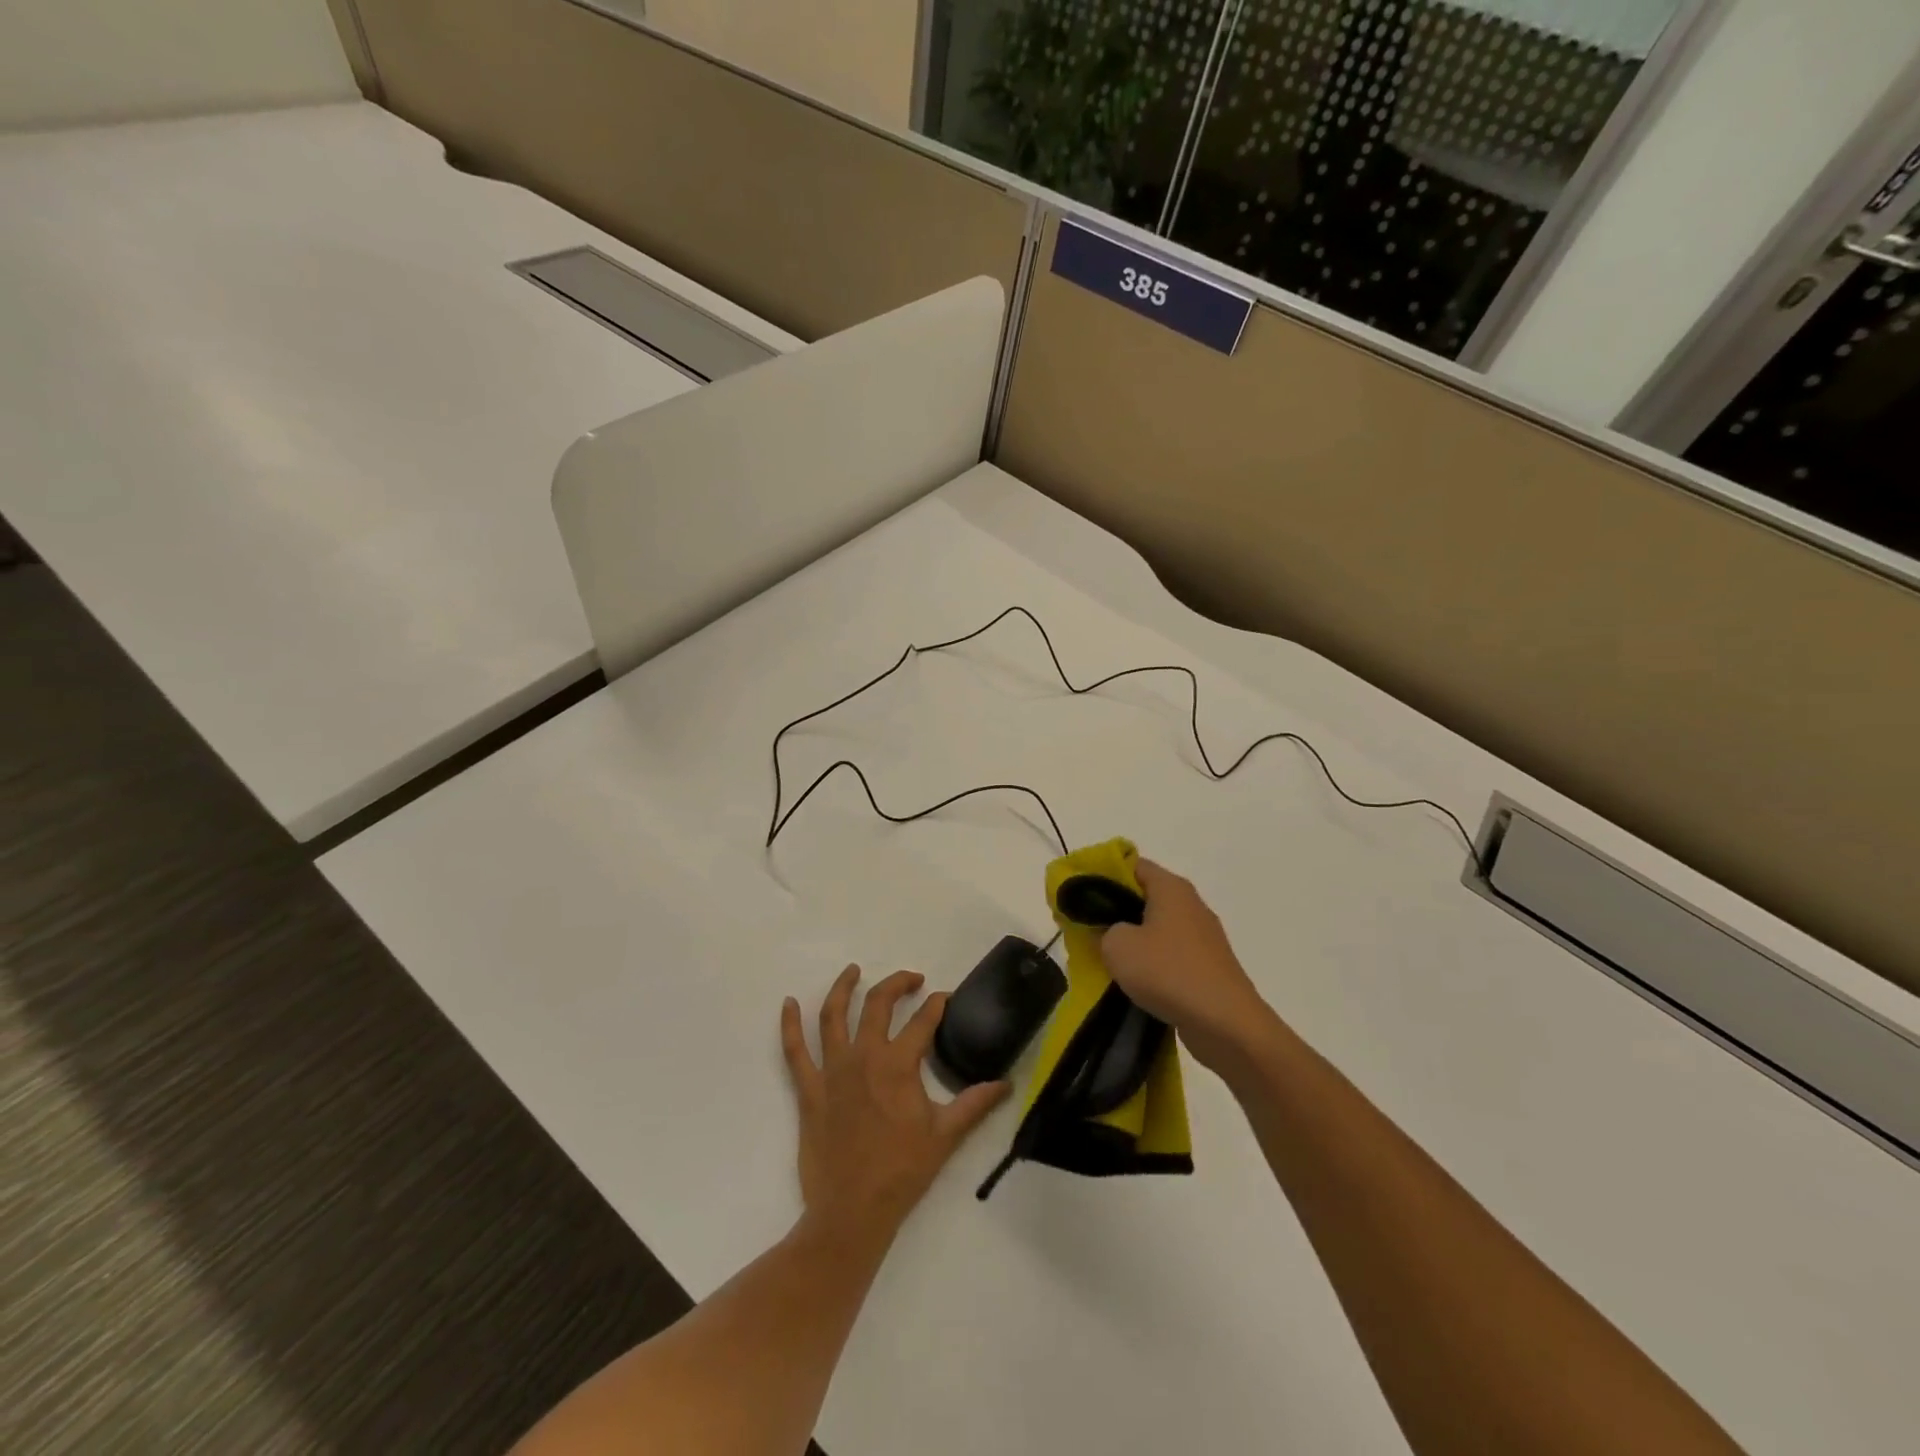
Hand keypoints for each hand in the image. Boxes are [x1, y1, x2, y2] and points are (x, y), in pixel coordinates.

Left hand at [781, 965, 1008, 1246]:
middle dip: (897, 983)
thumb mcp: (945, 1136)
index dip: (937, 1005)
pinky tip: (788, 1003)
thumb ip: (975, 1104)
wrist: (852, 1212)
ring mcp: (832, 1071)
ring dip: (843, 987)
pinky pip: (794, 1051)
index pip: (923, 1021)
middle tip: (912, 979)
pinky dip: (789, 1025)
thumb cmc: (902, 1172)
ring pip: (833, 1015)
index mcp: (898, 1065)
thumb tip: (1006, 1084)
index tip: (945, 999)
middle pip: (878, 1004)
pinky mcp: (809, 1090)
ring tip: (853, 970)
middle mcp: (863, 1056)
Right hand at [1101, 859, 1271, 1067]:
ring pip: (1156, 928)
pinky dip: (1151, 962)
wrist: (1226, 1025)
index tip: (1080, 896)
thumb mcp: (1117, 946)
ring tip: (1105, 959)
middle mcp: (1190, 904)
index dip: (1103, 875)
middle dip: (1114, 911)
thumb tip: (1108, 931)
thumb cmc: (1168, 972)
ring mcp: (1202, 936)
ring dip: (1132, 940)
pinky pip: (1170, 954)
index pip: (1132, 864)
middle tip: (1087, 929)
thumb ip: (1102, 929)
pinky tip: (1134, 982)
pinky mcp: (1207, 966)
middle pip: (1144, 896)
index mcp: (1171, 888)